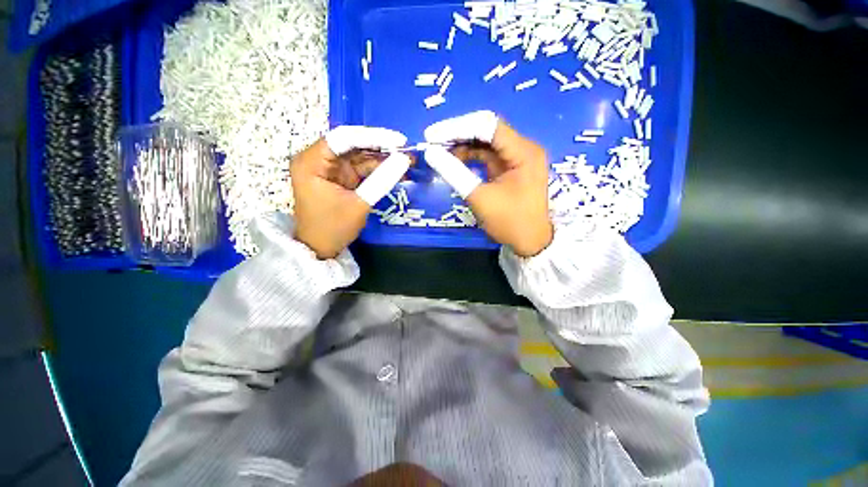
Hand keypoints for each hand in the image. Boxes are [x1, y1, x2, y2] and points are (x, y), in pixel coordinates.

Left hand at [290, 126, 409, 258]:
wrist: (321, 248)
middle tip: (407, 150)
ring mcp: (331, 168)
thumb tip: (404, 160)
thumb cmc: (333, 228)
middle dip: (381, 147)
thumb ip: (381, 180)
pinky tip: (396, 170)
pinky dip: (379, 170)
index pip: (343, 138)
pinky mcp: (341, 177)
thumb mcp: (359, 204)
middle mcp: (318, 159)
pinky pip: (362, 168)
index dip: (373, 136)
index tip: (399, 141)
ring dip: (383, 159)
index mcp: (311, 161)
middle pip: (353, 144)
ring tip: (407, 160)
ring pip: (360, 156)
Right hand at [424, 111, 552, 256]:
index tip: (432, 135)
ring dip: (463, 145)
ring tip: (440, 152)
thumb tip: (430, 153)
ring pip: (486, 142)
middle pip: (487, 130)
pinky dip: (471, 156)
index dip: (457, 127)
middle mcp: (523, 148)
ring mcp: (517, 157)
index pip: (487, 125)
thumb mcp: (480, 198)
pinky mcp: (510, 167)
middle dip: (458, 134)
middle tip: (433, 142)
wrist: (530, 243)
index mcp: (523, 151)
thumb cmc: (509, 222)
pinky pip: (488, 155)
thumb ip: (455, 173)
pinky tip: (454, 160)